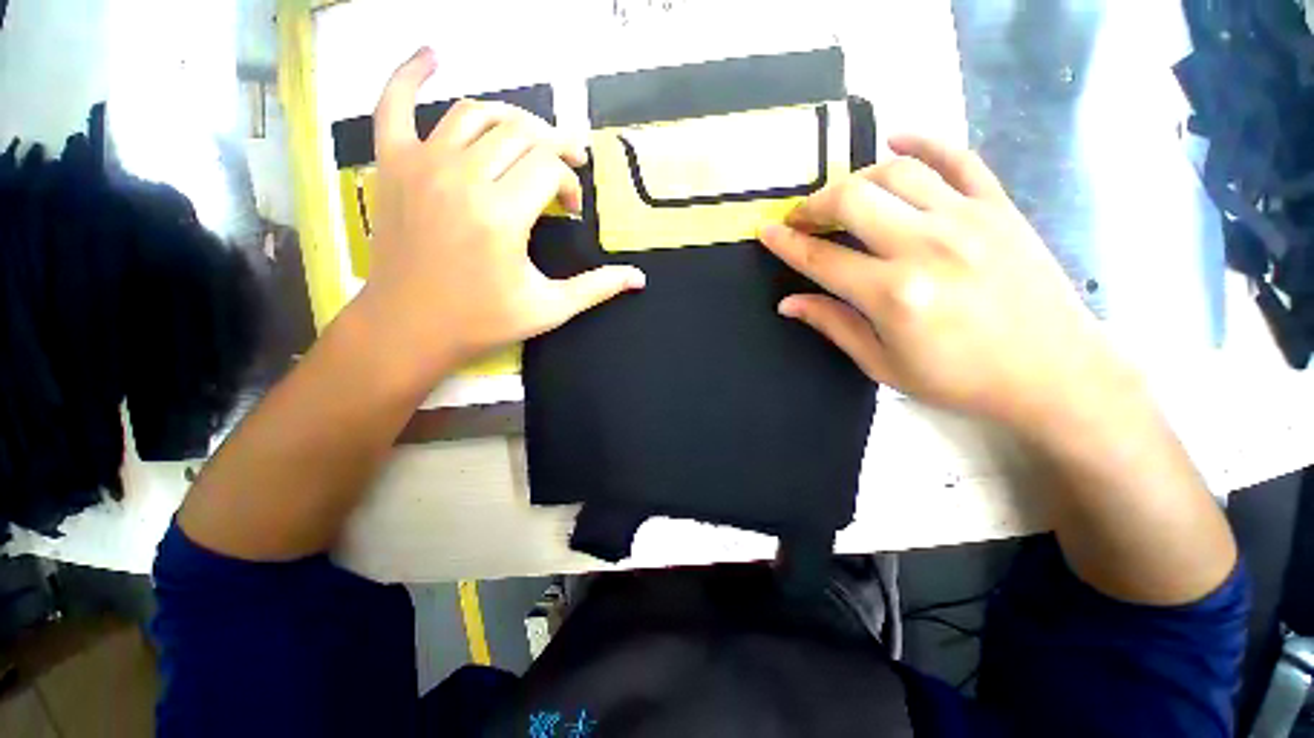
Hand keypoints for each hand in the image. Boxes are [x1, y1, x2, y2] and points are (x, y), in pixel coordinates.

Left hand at [356, 48, 645, 384]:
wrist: (409, 328)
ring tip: (530, 142)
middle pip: (520, 133)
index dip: (569, 182)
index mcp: (502, 215)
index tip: (571, 210)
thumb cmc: (482, 321)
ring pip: (475, 114)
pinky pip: (393, 104)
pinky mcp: (393, 166)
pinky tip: (431, 54)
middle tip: (565, 169)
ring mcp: (422, 165)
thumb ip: (596, 287)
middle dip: (552, 146)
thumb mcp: (550, 308)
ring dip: (511, 121)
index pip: (549, 167)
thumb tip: (639, 278)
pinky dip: (409, 73)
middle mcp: (462, 177)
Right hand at [759, 135, 1135, 439]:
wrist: (1054, 373)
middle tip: (803, 218)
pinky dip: (924, 142)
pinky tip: (897, 141)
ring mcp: (967, 219)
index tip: (766, 230)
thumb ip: (833, 325)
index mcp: (893, 295)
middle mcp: (925, 247)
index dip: (786, 243)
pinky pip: (958, 157)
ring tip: (843, 197)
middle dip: (815, 204)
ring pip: (896, 172)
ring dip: (856, 179)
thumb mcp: (883, 364)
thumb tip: (787, 303)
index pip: (821, 258)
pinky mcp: (999, 207)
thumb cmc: (960, 378)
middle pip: (852, 200)